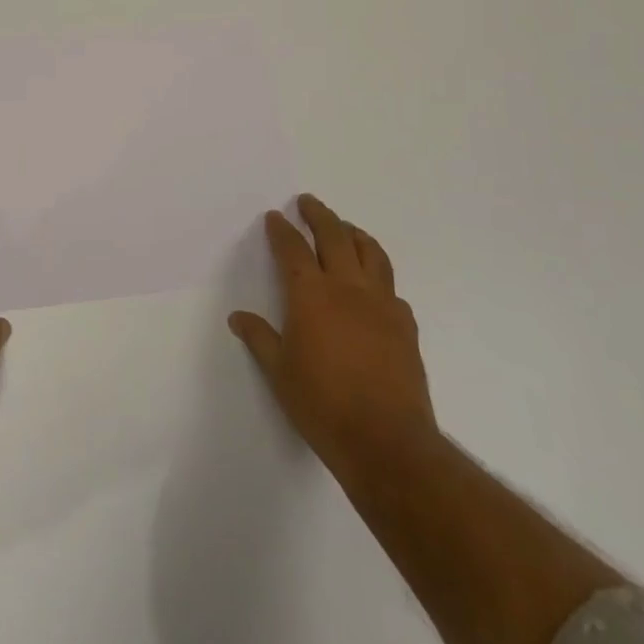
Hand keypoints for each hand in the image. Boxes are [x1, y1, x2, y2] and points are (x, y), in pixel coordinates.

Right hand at [229, 194, 437, 480]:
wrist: (386, 441)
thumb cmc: (323, 405)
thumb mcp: (279, 373)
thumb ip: (260, 338)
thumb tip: (238, 317)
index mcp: (311, 295)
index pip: (293, 249)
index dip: (282, 229)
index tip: (275, 216)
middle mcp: (347, 288)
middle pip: (334, 236)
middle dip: (319, 214)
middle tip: (308, 202)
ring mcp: (381, 303)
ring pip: (370, 252)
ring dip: (354, 233)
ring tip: (345, 228)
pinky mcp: (405, 324)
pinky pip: (390, 286)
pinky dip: (378, 273)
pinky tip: (373, 284)